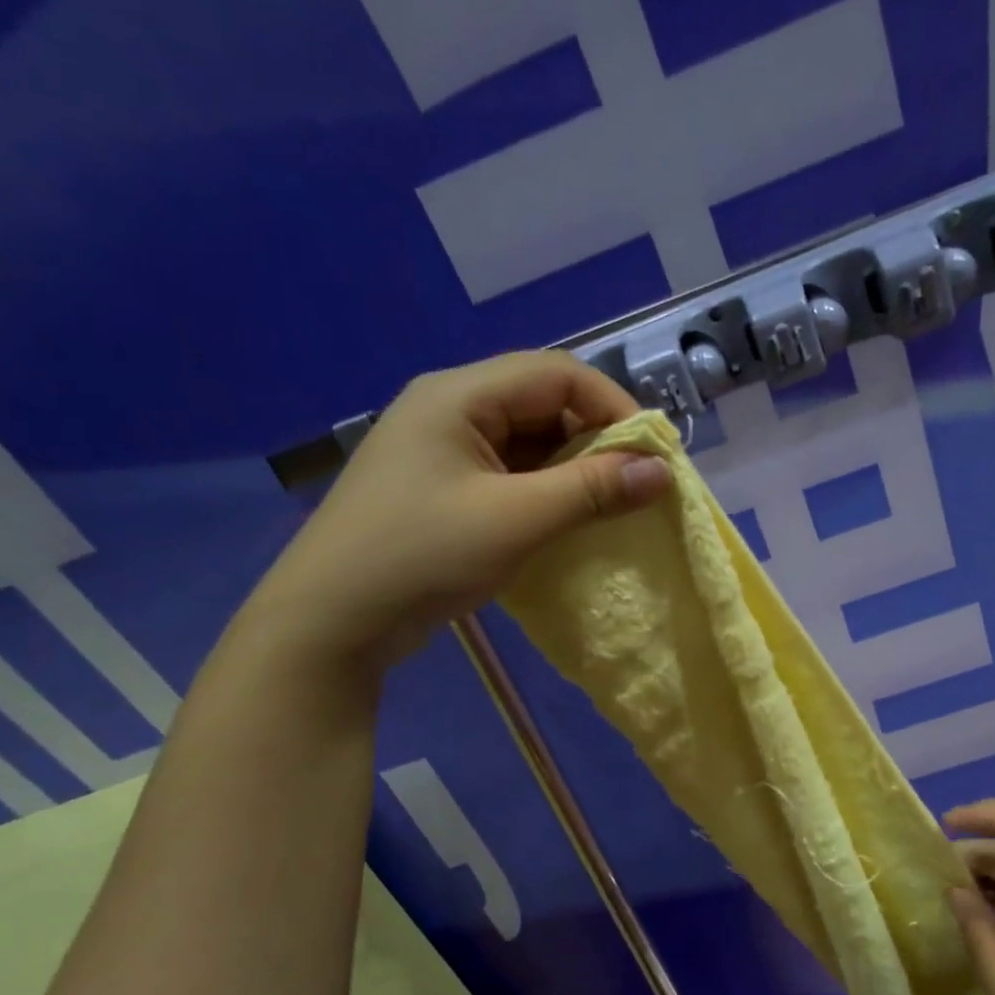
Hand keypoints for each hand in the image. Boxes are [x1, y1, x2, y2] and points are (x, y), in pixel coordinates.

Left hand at [239, 351, 671, 676]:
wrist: (332, 620)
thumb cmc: (422, 556)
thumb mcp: (516, 520)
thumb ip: (592, 491)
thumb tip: (662, 471)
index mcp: (460, 396)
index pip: (557, 373)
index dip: (614, 407)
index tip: (654, 456)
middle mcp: (451, 409)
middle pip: (543, 404)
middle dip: (597, 442)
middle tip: (635, 488)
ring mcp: (444, 451)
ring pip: (530, 443)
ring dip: (573, 471)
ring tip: (608, 509)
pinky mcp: (444, 489)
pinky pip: (510, 475)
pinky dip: (546, 493)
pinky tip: (566, 523)